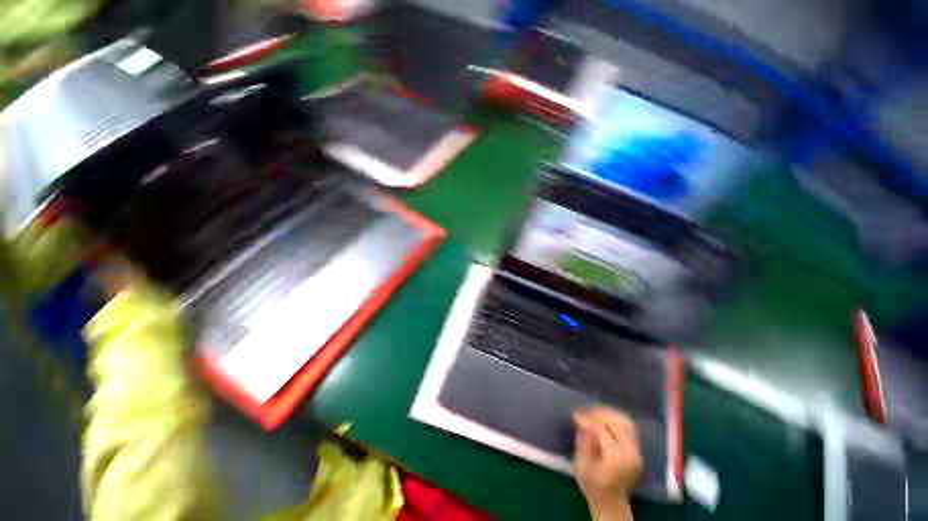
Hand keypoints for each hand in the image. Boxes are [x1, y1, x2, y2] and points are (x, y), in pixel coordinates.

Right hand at [573, 407, 642, 520]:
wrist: (611, 504)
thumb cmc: (593, 487)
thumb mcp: (581, 466)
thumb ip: (583, 442)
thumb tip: (583, 422)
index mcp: (616, 459)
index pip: (602, 430)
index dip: (587, 420)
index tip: (575, 415)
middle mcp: (630, 453)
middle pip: (617, 423)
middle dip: (599, 414)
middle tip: (584, 413)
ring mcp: (637, 452)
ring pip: (626, 422)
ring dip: (609, 415)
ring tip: (594, 414)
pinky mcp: (637, 450)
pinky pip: (629, 427)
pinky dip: (616, 419)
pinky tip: (604, 420)